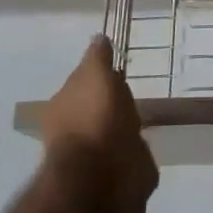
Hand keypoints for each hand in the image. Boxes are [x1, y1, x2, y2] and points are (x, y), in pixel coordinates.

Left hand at [42, 36, 157, 206]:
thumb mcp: (95, 75)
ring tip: (144, 114)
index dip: (99, 75)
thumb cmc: (95, 118)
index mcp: (64, 105)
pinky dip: (136, 146)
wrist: (105, 174)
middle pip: (97, 106)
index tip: (116, 68)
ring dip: (125, 124)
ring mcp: (97, 152)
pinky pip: (130, 151)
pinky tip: (148, 138)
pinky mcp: (119, 171)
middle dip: (111, 101)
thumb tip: (98, 37)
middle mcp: (76, 128)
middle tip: (130, 91)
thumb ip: (97, 57)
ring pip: (114, 129)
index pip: (83, 82)